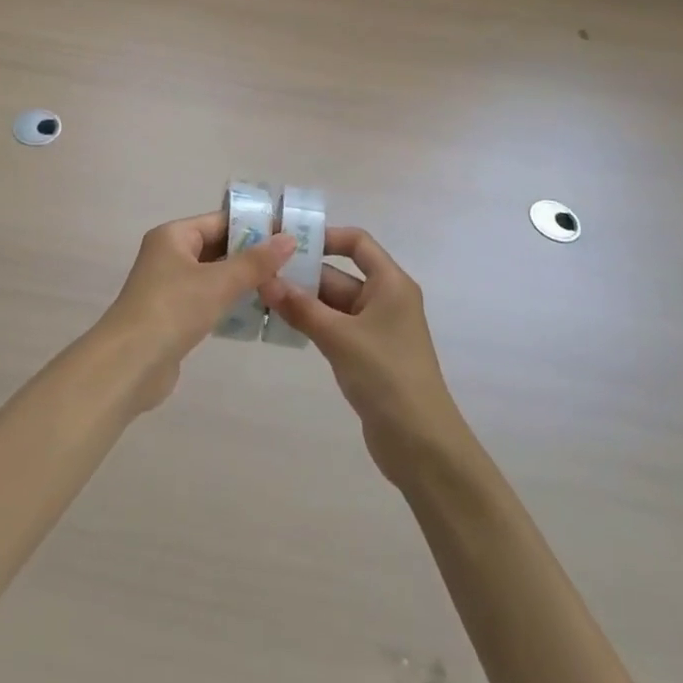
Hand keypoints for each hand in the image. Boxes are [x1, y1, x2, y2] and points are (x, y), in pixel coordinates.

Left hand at [99, 212, 295, 410]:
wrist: (129, 364)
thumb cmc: (173, 310)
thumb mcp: (219, 283)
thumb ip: (255, 262)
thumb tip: (289, 238)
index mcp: (174, 236)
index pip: (220, 221)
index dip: (254, 226)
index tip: (288, 234)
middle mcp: (169, 254)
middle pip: (217, 247)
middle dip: (251, 255)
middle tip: (292, 261)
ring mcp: (169, 286)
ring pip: (213, 275)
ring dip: (242, 280)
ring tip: (282, 285)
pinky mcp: (172, 315)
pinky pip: (207, 299)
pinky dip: (229, 302)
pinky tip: (256, 311)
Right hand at [258, 228, 469, 484]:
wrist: (421, 445)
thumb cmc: (386, 376)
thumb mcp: (339, 337)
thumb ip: (301, 308)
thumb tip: (264, 280)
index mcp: (390, 284)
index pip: (357, 243)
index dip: (326, 237)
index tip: (289, 242)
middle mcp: (385, 299)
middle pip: (340, 274)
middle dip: (303, 274)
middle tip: (260, 273)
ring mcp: (376, 329)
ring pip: (334, 303)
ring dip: (303, 301)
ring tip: (261, 298)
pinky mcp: (367, 355)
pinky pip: (335, 328)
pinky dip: (311, 324)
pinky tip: (281, 326)